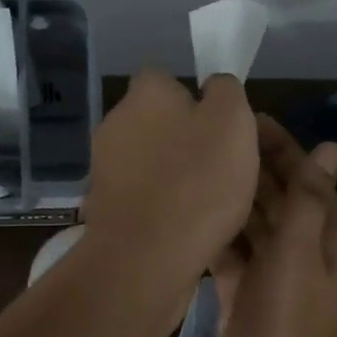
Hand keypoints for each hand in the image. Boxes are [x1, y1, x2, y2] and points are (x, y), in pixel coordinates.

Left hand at [80, 70, 258, 287]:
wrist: (146, 256)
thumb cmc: (197, 181)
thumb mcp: (232, 121)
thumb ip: (225, 92)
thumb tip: (213, 87)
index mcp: (145, 93)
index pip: (167, 79)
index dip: (195, 99)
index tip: (219, 128)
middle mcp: (115, 122)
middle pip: (157, 122)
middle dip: (183, 140)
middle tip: (220, 168)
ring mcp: (104, 166)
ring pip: (149, 162)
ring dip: (173, 176)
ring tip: (207, 204)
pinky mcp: (104, 206)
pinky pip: (142, 196)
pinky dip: (160, 206)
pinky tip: (183, 226)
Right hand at [206, 116, 336, 336]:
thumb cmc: (285, 328)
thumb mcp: (300, 256)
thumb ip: (310, 201)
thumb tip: (331, 150)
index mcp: (328, 243)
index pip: (309, 180)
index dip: (283, 147)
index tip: (244, 118)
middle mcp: (302, 258)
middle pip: (279, 200)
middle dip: (253, 167)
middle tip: (210, 136)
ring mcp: (269, 283)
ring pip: (251, 227)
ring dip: (231, 199)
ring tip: (194, 166)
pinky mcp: (239, 303)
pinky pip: (229, 258)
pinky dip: (215, 237)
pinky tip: (188, 217)